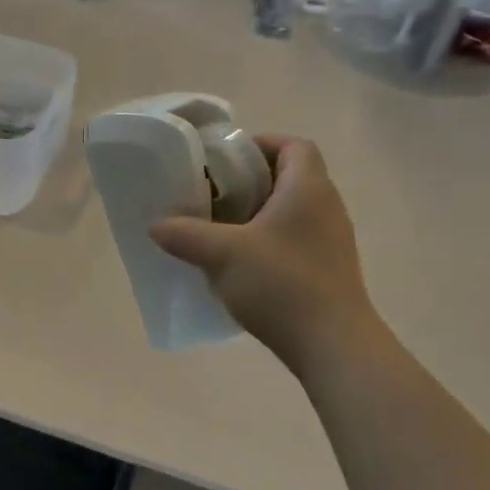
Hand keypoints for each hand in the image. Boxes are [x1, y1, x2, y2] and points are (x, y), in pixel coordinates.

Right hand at [148, 136, 373, 370]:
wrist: (332, 345)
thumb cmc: (281, 285)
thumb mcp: (222, 255)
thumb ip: (186, 234)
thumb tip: (156, 225)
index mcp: (307, 188)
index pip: (293, 145)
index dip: (260, 144)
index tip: (225, 159)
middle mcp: (326, 206)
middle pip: (290, 175)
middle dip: (250, 180)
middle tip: (213, 193)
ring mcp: (331, 240)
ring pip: (291, 210)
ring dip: (257, 212)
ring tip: (220, 228)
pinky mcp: (328, 268)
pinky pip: (295, 238)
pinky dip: (268, 239)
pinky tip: (241, 262)